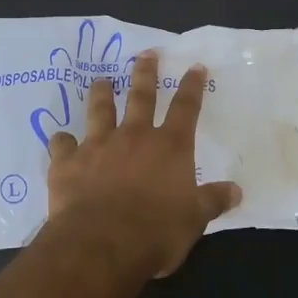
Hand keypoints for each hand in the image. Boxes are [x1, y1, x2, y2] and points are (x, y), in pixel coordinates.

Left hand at [47, 50, 241, 279]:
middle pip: (141, 96)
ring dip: (101, 93)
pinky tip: (60, 140)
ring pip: (100, 110)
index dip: (192, 86)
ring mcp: (98, 145)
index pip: (186, 108)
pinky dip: (62, 141)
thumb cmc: (156, 232)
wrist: (102, 244)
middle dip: (145, 73)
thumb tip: (237, 190)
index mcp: (169, 147)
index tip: (195, 66)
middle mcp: (134, 136)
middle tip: (145, 53)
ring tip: (101, 80)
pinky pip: (62, 144)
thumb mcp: (195, 220)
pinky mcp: (67, 162)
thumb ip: (213, 200)